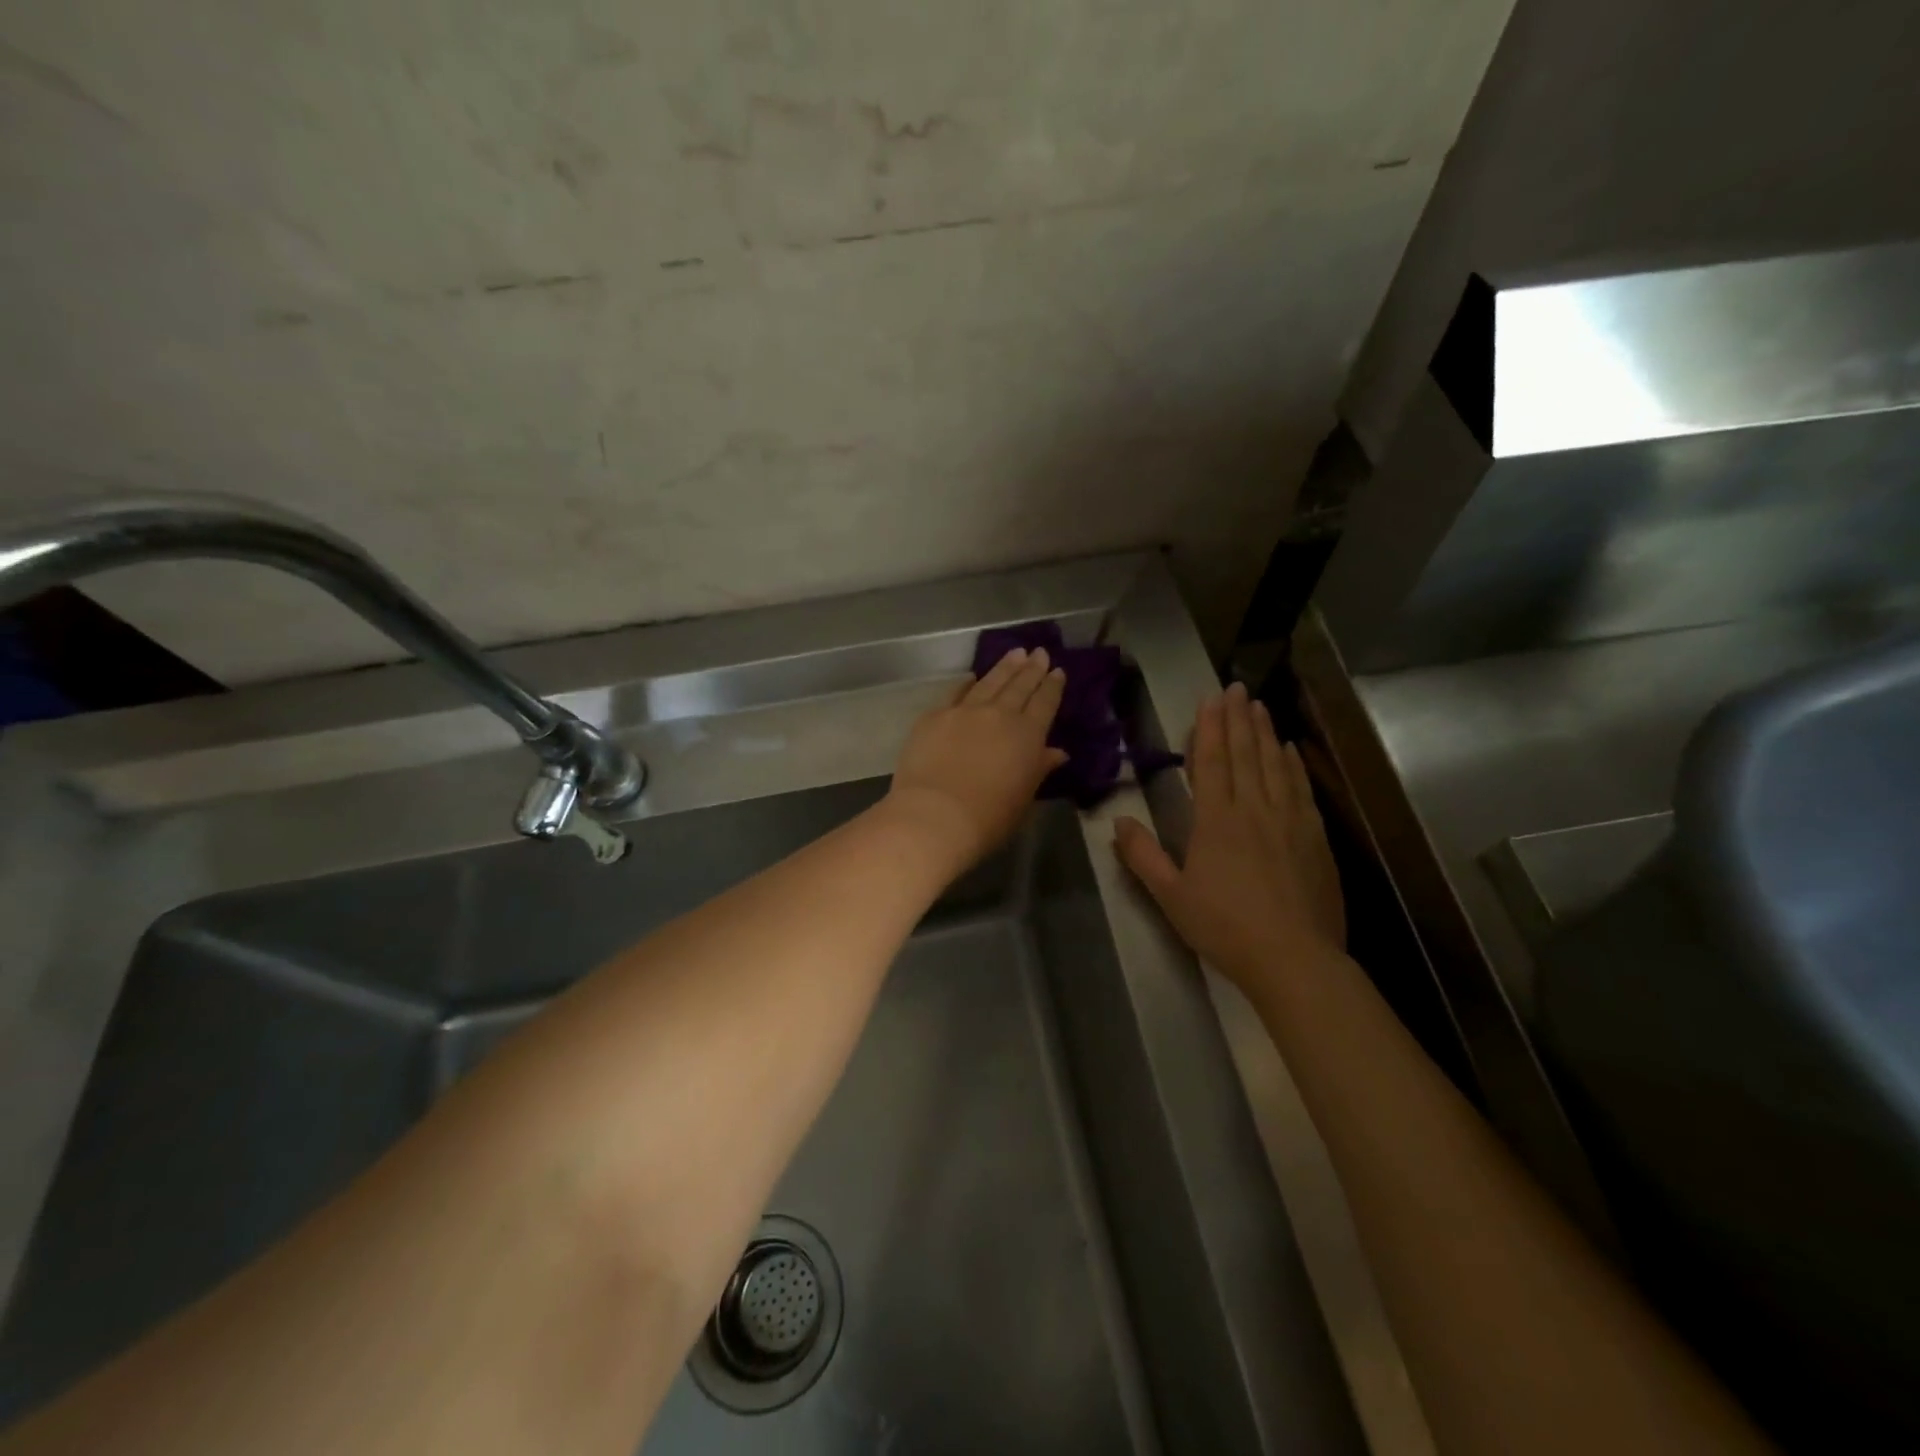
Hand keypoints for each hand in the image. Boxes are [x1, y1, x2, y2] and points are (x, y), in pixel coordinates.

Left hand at [887, 648, 1068, 870]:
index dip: (1053, 686)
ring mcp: (965, 711)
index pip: (1045, 703)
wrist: (936, 815)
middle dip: (1032, 668)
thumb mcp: (1024, 798)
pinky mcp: (935, 716)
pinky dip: (966, 683)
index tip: (1058, 671)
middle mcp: (999, 715)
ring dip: (1004, 666)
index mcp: (1028, 735)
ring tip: (1015, 652)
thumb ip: (1039, 769)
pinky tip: (971, 676)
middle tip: (1039, 652)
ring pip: (990, 682)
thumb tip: (1056, 752)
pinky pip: (955, 692)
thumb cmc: (989, 817)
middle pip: (1019, 686)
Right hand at [1114, 682, 1344, 993]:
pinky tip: (1290, 750)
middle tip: (1236, 687)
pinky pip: (1301, 789)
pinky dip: (1293, 765)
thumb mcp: (1170, 896)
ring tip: (1260, 706)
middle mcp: (1254, 810)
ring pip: (1275, 765)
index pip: (1212, 763)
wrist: (1293, 958)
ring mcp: (1289, 821)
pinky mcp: (1314, 838)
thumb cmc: (1224, 927)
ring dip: (1265, 733)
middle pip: (1245, 755)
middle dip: (1238, 719)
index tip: (1211, 699)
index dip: (1210, 728)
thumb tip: (1118, 821)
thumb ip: (1143, 856)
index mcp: (1216, 821)